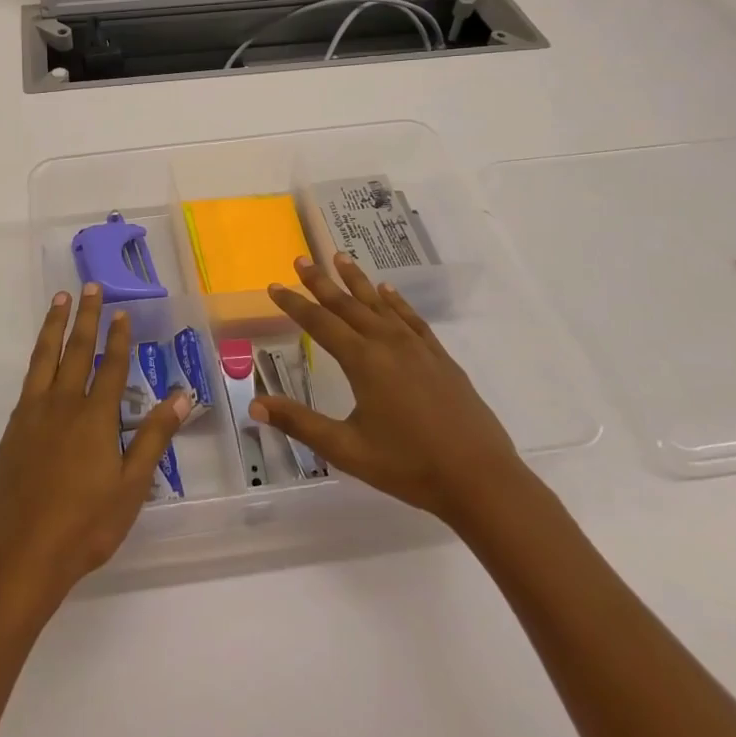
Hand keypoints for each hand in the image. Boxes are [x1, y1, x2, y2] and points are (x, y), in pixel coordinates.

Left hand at [0, 285, 188, 617]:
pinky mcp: (12, 432)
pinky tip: (40, 361)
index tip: (122, 311)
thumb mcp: (132, 486)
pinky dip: (37, 360)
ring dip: (54, 326)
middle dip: (86, 317)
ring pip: (44, 358)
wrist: (21, 556)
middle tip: (90, 287)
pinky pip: (28, 383)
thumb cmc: (85, 525)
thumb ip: (154, 437)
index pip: (110, 366)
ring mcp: (32, 416)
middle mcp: (62, 405)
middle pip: (76, 351)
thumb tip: (182, 395)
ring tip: (60, 300)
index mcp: (95, 417)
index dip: (119, 337)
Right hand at [250, 253, 530, 534]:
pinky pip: (411, 318)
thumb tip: (255, 406)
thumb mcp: (346, 449)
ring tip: (340, 257)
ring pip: (380, 303)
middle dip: (321, 281)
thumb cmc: (408, 466)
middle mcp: (388, 343)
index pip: (319, 323)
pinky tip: (388, 291)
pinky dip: (396, 301)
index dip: (294, 304)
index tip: (274, 285)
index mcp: (363, 361)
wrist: (480, 479)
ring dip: (357, 280)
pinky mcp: (439, 357)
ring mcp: (417, 348)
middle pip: (348, 304)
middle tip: (302, 259)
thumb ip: (300, 423)